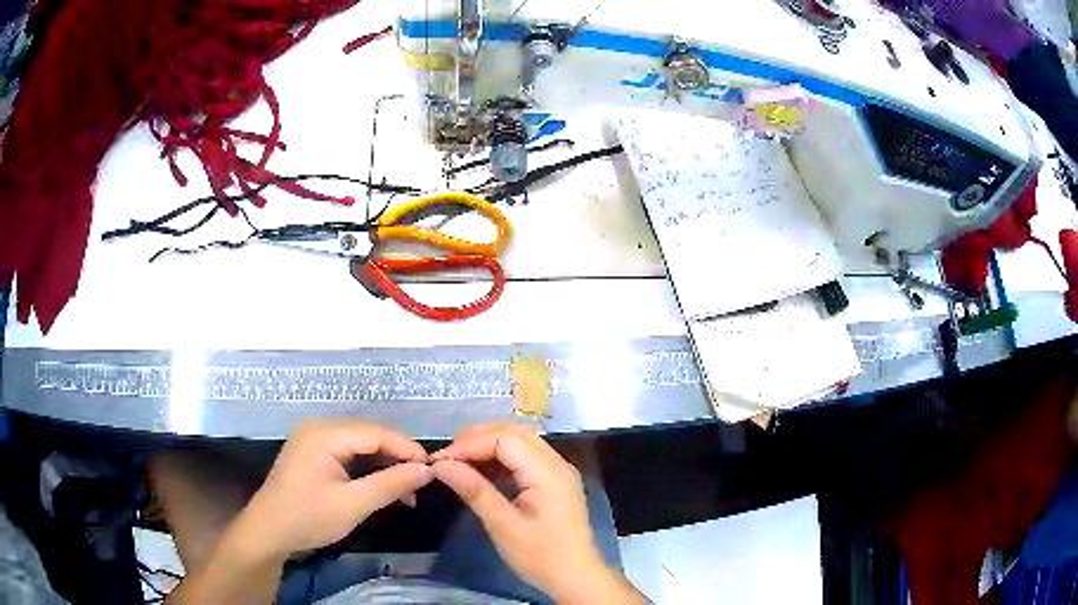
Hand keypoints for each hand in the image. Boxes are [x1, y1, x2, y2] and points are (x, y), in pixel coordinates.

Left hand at [234, 419, 432, 559]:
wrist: (268, 531)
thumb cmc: (308, 517)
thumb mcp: (353, 505)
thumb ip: (390, 484)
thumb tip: (426, 470)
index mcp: (325, 434)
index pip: (376, 432)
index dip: (407, 448)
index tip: (433, 469)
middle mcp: (319, 428)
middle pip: (369, 436)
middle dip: (397, 458)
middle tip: (422, 483)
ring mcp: (314, 439)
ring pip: (360, 445)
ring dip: (384, 465)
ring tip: (407, 491)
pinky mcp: (313, 452)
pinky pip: (348, 453)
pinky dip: (367, 469)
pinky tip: (382, 486)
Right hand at [431, 423, 642, 603]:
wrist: (576, 578)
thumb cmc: (541, 556)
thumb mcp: (503, 526)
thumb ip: (474, 490)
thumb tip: (441, 465)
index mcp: (548, 471)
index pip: (504, 439)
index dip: (469, 444)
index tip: (439, 460)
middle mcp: (556, 463)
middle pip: (513, 433)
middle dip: (477, 439)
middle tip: (447, 458)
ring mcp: (558, 471)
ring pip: (519, 442)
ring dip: (488, 446)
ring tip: (458, 463)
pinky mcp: (554, 482)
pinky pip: (525, 457)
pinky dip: (501, 459)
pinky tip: (481, 472)